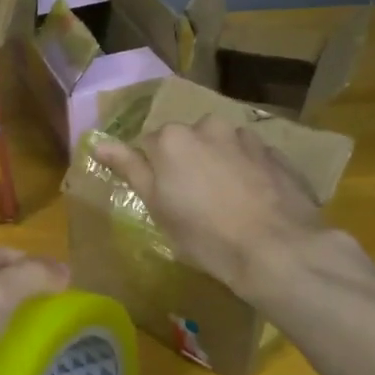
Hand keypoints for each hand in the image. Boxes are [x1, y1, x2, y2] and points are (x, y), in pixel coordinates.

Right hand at [95, 117, 329, 295]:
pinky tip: (254, 202)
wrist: (277, 248)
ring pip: (220, 147)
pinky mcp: (276, 152)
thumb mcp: (157, 207)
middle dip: (187, 163)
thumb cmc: (205, 235)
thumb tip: (98, 143)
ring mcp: (245, 137)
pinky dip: (247, 173)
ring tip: (228, 203)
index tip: (164, 198)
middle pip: (186, 141)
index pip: (148, 146)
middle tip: (195, 203)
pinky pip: (250, 158)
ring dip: (218, 165)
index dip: (154, 173)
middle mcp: (207, 126)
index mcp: (171, 139)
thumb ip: (130, 168)